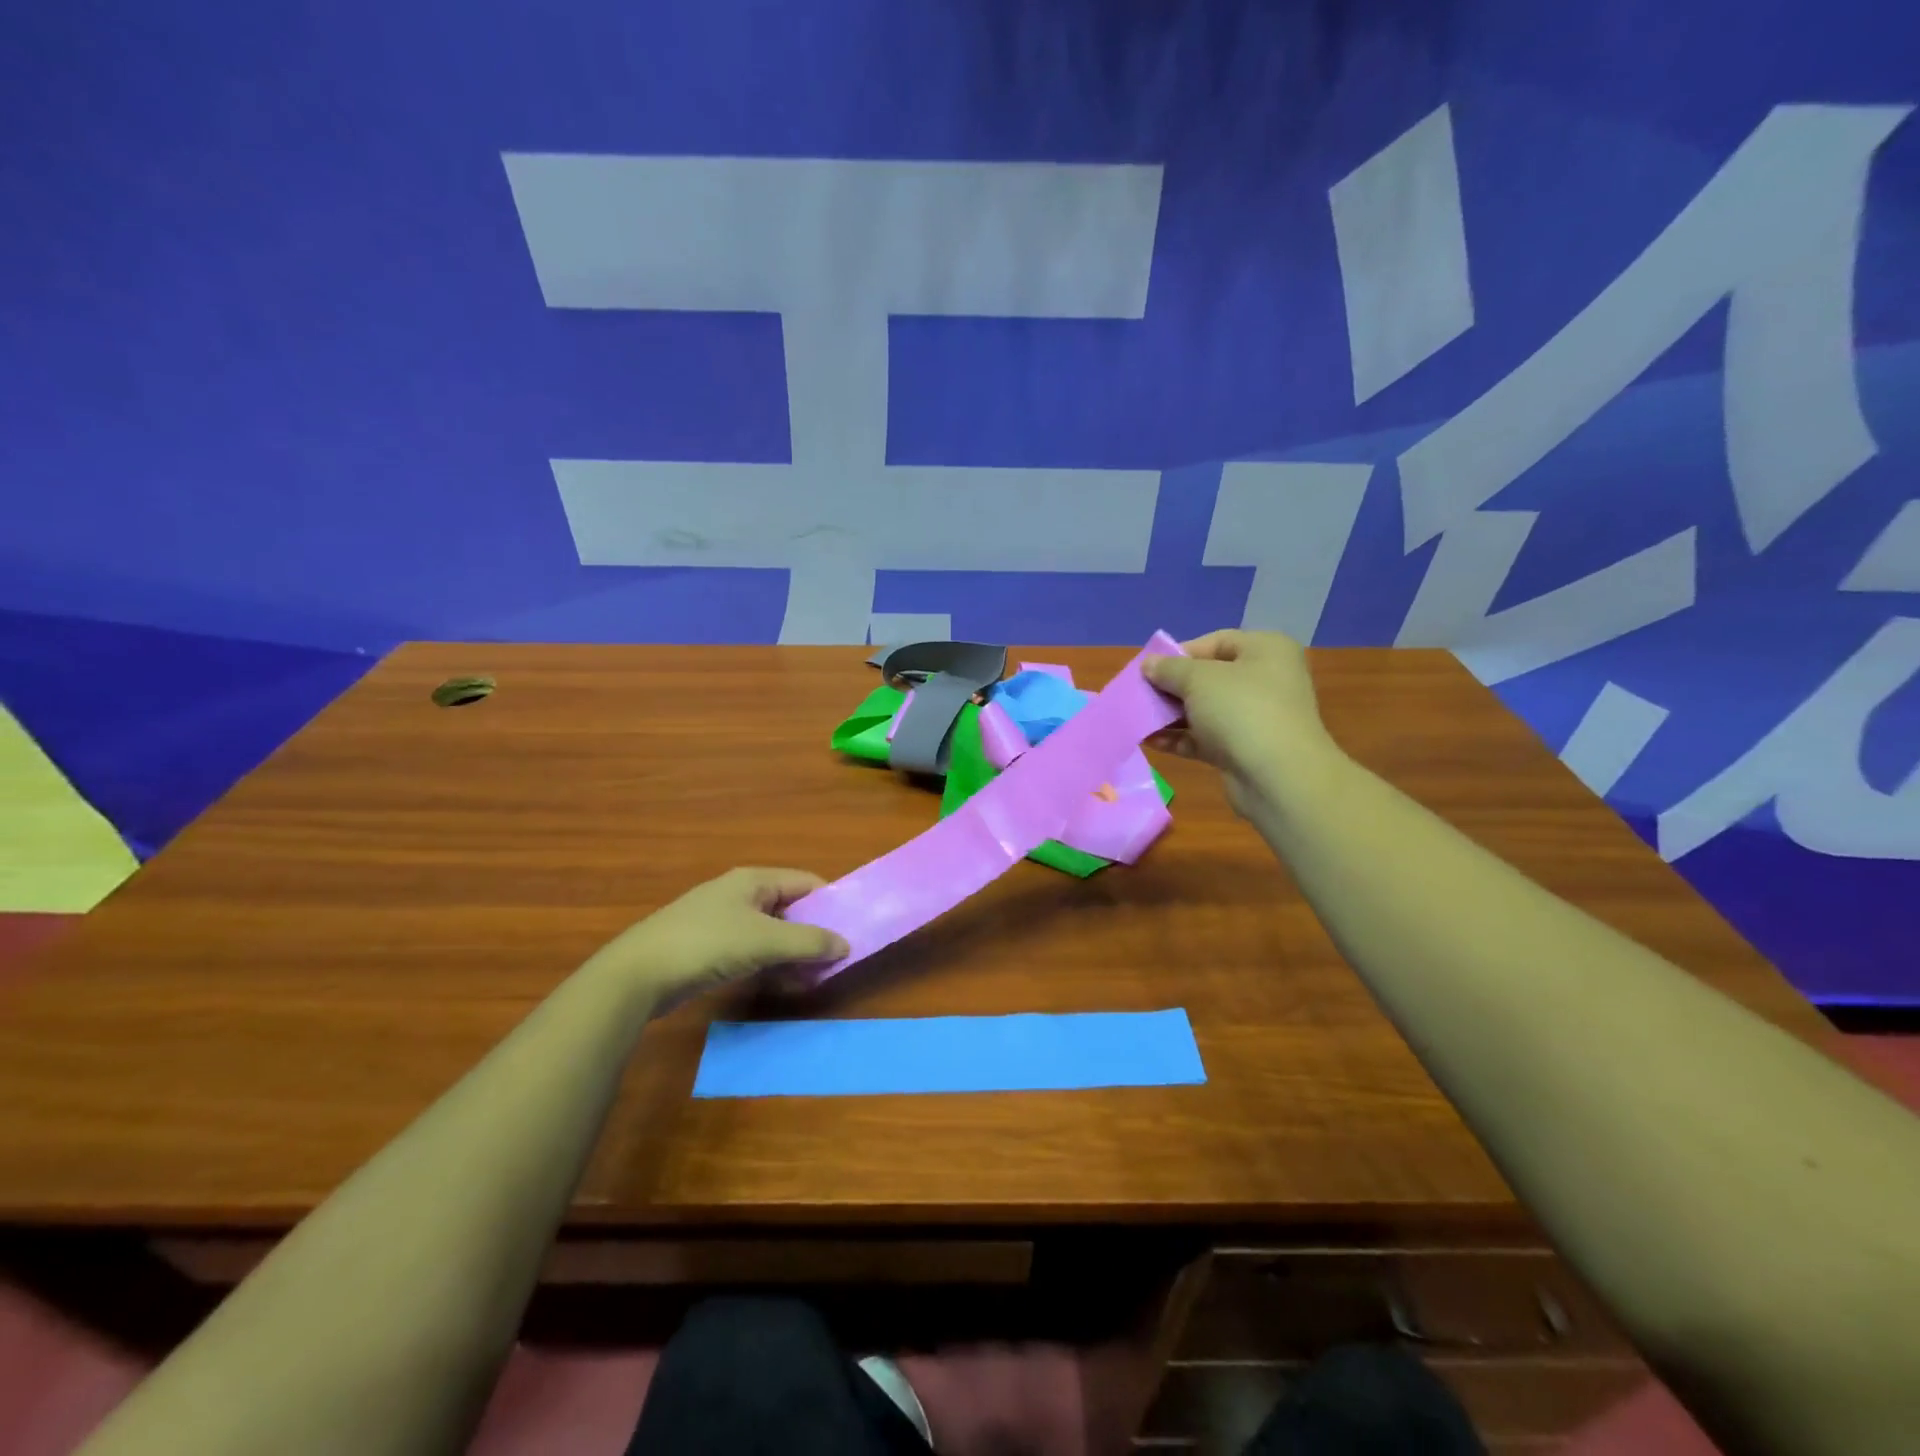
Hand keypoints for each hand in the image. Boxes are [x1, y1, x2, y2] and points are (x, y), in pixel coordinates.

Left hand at [582, 868, 849, 1010]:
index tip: (851, 927)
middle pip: (790, 907)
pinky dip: (770, 963)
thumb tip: (845, 945)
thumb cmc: (707, 944)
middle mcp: (740, 893)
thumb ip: (809, 942)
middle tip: (834, 958)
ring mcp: (722, 920)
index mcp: (754, 880)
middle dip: (813, 932)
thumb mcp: (765, 941)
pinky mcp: (709, 947)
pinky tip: (780, 983)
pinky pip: (752, 950)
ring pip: (771, 932)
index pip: (806, 882)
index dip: (831, 902)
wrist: (638, 974)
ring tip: (812, 977)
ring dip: (792, 952)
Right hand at [1144, 629, 1341, 818]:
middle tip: (1141, 695)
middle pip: (1208, 677)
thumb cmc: (1241, 710)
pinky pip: (1205, 738)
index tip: (1150, 669)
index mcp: (1266, 650)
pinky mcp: (1244, 750)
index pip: (1216, 642)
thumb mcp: (1198, 679)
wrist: (1277, 777)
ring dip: (1171, 715)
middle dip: (1172, 687)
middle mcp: (1265, 680)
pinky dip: (1180, 738)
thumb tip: (1149, 664)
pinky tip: (1151, 741)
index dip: (1180, 653)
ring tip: (1139, 719)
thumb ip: (1169, 669)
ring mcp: (1256, 717)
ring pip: (1205, 710)